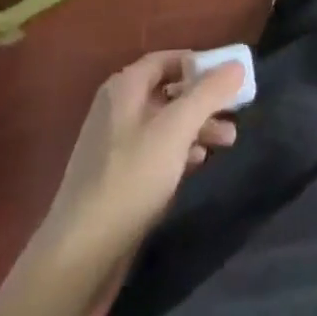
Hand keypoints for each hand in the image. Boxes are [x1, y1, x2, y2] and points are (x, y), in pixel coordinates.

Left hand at [39, 53, 245, 265]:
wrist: (80, 255)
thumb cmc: (131, 178)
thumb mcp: (176, 129)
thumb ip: (208, 93)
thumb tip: (236, 64)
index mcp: (125, 87)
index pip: (168, 60)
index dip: (200, 64)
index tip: (230, 77)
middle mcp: (118, 108)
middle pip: (169, 91)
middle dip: (204, 100)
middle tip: (236, 111)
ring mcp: (115, 145)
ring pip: (165, 123)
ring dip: (197, 127)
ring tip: (228, 140)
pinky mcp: (118, 177)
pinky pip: (156, 150)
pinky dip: (180, 151)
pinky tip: (199, 163)